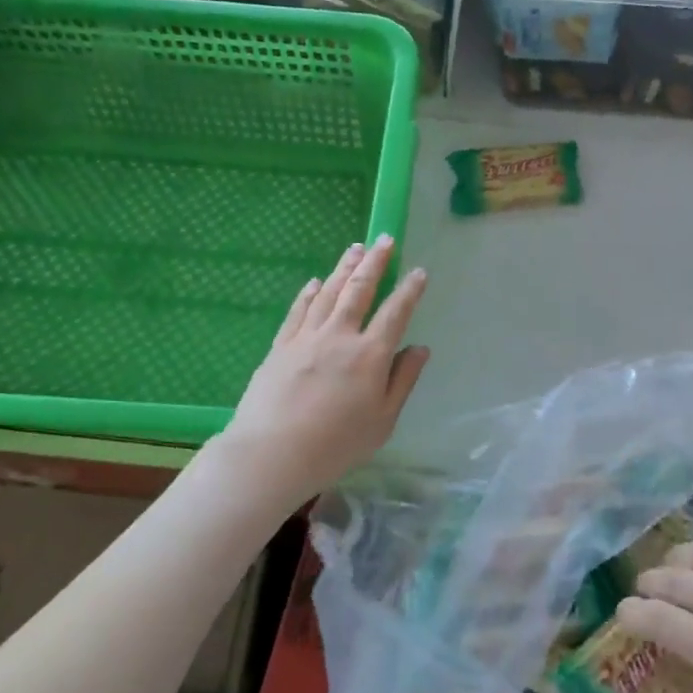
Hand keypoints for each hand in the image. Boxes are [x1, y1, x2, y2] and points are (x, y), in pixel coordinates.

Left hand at [222, 236, 428, 504]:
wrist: (273, 452)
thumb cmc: (337, 444)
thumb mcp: (383, 420)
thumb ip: (403, 380)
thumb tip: (419, 348)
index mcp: (370, 354)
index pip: (395, 312)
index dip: (409, 290)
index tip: (419, 272)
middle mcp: (340, 336)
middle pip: (359, 290)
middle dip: (375, 263)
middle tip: (384, 240)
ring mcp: (307, 337)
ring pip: (329, 292)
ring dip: (344, 267)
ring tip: (355, 248)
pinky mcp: (281, 345)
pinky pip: (298, 310)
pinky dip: (310, 292)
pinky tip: (316, 281)